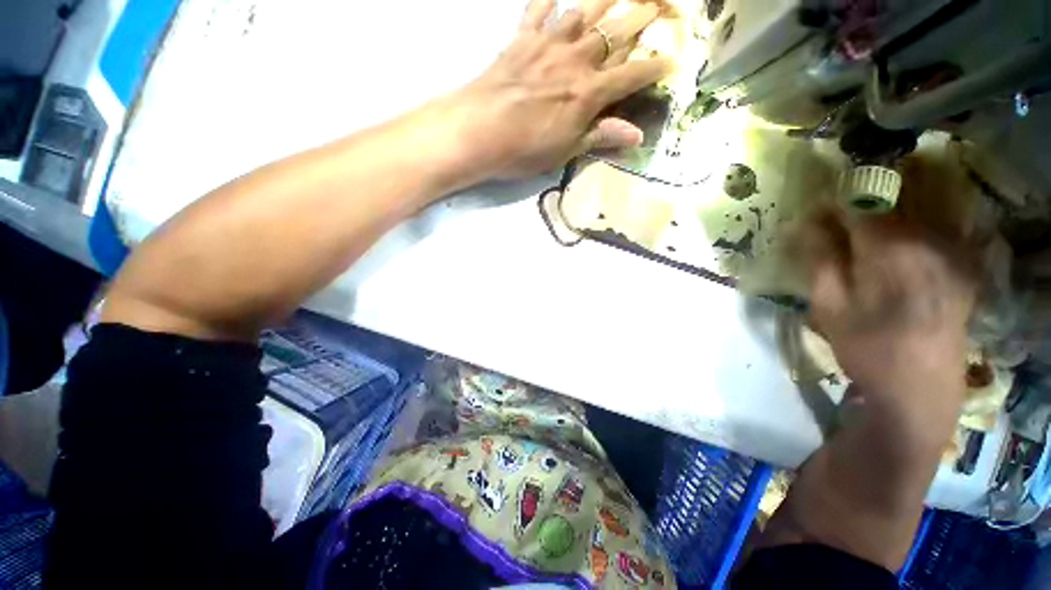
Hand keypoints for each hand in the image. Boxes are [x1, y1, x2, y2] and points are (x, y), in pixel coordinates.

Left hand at [427, 0, 668, 183]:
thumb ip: (601, 136)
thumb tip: (637, 136)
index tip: (672, 60)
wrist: (479, 132)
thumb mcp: (566, 151)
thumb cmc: (525, 149)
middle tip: (662, 4)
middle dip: (643, 17)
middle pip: (616, 32)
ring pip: (586, 11)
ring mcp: (549, 44)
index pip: (631, 75)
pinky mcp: (522, 39)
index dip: (653, 68)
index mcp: (589, 93)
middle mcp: (576, 60)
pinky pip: (539, 7)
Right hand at [803, 210, 976, 411]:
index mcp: (891, 250)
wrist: (921, 392)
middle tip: (832, 230)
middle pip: (889, 205)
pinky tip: (891, 255)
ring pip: (911, 216)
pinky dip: (906, 233)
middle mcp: (929, 241)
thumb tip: (803, 222)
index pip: (859, 204)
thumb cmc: (867, 349)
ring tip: (859, 243)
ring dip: (881, 221)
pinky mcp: (962, 266)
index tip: (812, 214)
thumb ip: (819, 258)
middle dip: (856, 210)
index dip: (832, 204)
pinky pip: (931, 233)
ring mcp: (952, 253)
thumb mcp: (828, 306)